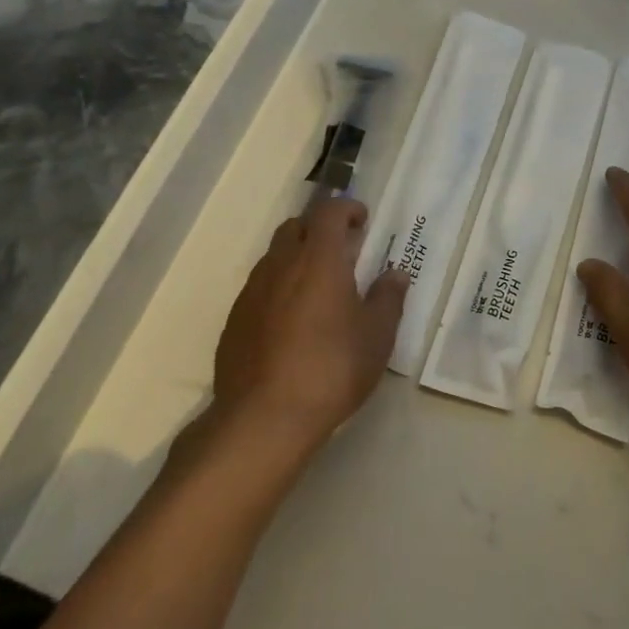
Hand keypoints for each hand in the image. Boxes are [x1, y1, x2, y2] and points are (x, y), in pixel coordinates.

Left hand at [212, 198, 407, 453]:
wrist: (263, 419)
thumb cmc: (331, 369)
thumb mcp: (377, 336)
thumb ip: (388, 298)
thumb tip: (395, 274)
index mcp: (319, 258)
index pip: (329, 211)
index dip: (346, 209)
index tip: (362, 221)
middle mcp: (281, 264)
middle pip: (295, 227)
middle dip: (318, 230)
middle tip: (341, 252)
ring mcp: (252, 292)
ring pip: (274, 257)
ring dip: (295, 259)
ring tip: (316, 289)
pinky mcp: (234, 321)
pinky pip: (258, 289)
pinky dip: (277, 289)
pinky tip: (290, 323)